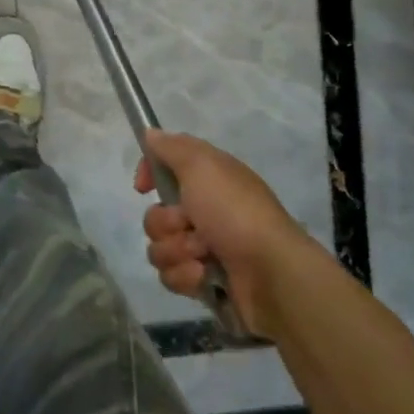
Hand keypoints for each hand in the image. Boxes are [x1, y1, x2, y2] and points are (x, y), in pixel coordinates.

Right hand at [135, 129, 314, 340]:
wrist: (271, 273)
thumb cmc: (235, 212)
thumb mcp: (202, 166)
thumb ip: (172, 147)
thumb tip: (150, 133)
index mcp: (208, 180)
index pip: (165, 168)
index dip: (150, 175)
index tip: (143, 187)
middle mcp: (205, 211)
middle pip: (155, 214)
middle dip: (166, 223)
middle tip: (190, 224)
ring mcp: (204, 248)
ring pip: (159, 247)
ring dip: (177, 251)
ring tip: (203, 255)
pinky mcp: (204, 280)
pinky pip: (171, 276)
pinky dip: (186, 275)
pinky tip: (205, 275)